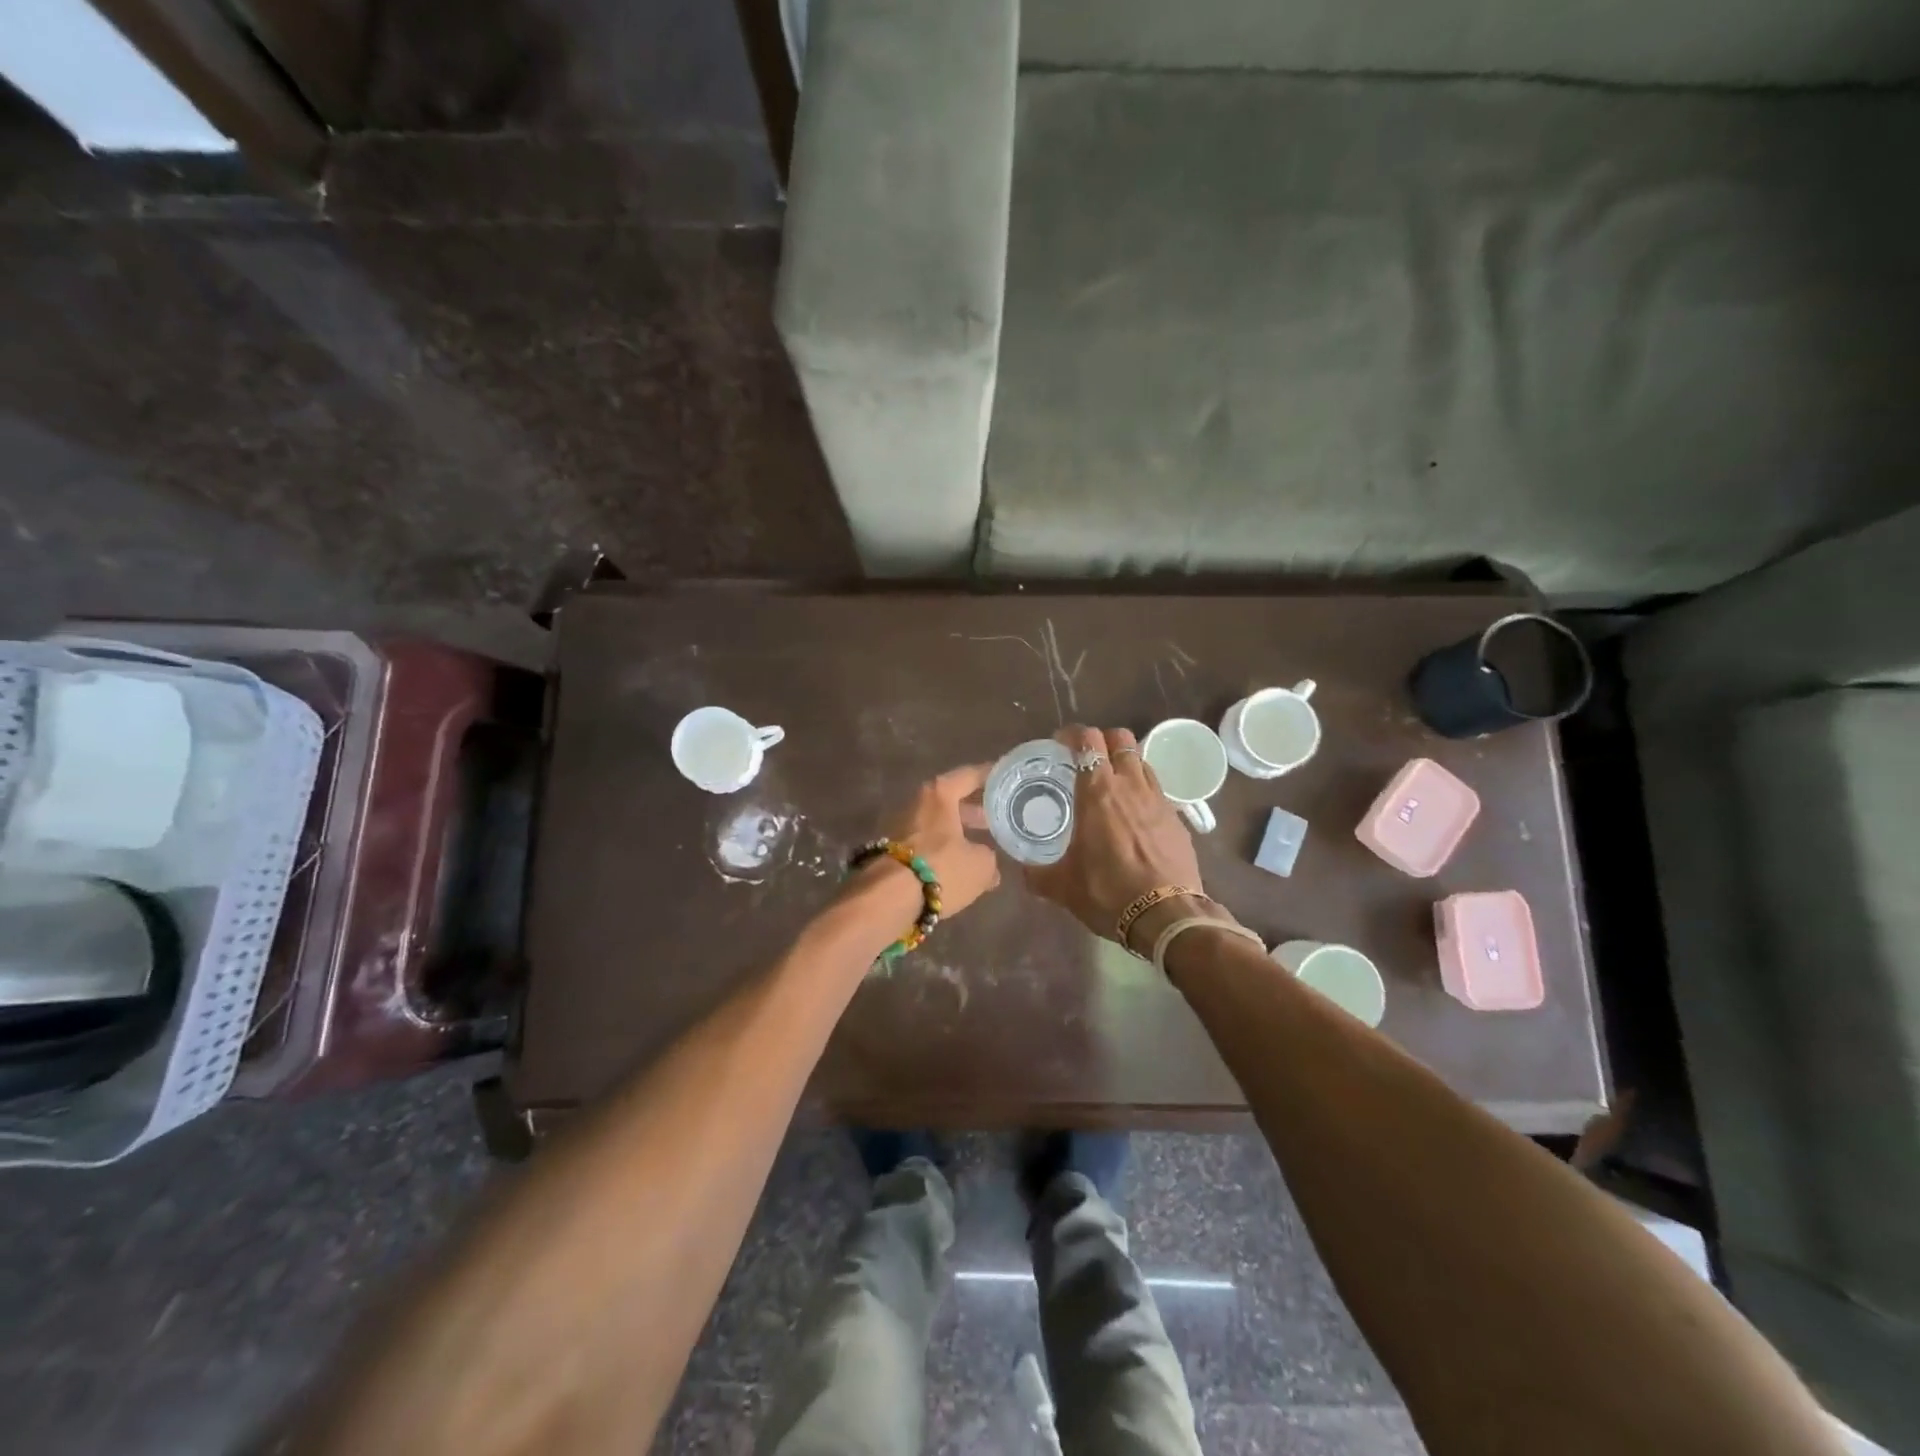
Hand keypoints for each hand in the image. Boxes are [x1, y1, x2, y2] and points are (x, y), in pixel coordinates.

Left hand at [847, 763, 1002, 921]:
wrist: (886, 899)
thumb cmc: (940, 869)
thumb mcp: (980, 865)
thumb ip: (988, 857)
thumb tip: (986, 862)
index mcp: (939, 794)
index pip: (970, 776)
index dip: (991, 776)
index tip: (1006, 777)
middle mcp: (917, 803)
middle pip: (950, 800)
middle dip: (973, 809)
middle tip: (995, 818)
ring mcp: (899, 826)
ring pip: (936, 823)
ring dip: (957, 832)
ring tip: (980, 847)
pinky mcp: (889, 851)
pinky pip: (924, 844)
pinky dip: (941, 851)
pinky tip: (957, 867)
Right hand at [1024, 725, 1211, 945]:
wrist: (1167, 916)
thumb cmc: (1108, 892)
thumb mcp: (1062, 887)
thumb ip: (1037, 874)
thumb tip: (1022, 870)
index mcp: (1097, 792)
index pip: (1088, 740)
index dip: (1073, 735)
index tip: (1061, 745)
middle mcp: (1130, 785)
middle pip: (1120, 738)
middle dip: (1102, 740)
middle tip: (1086, 759)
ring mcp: (1158, 799)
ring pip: (1141, 760)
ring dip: (1125, 762)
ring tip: (1111, 783)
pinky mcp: (1177, 818)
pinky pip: (1157, 789)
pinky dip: (1142, 790)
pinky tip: (1134, 814)